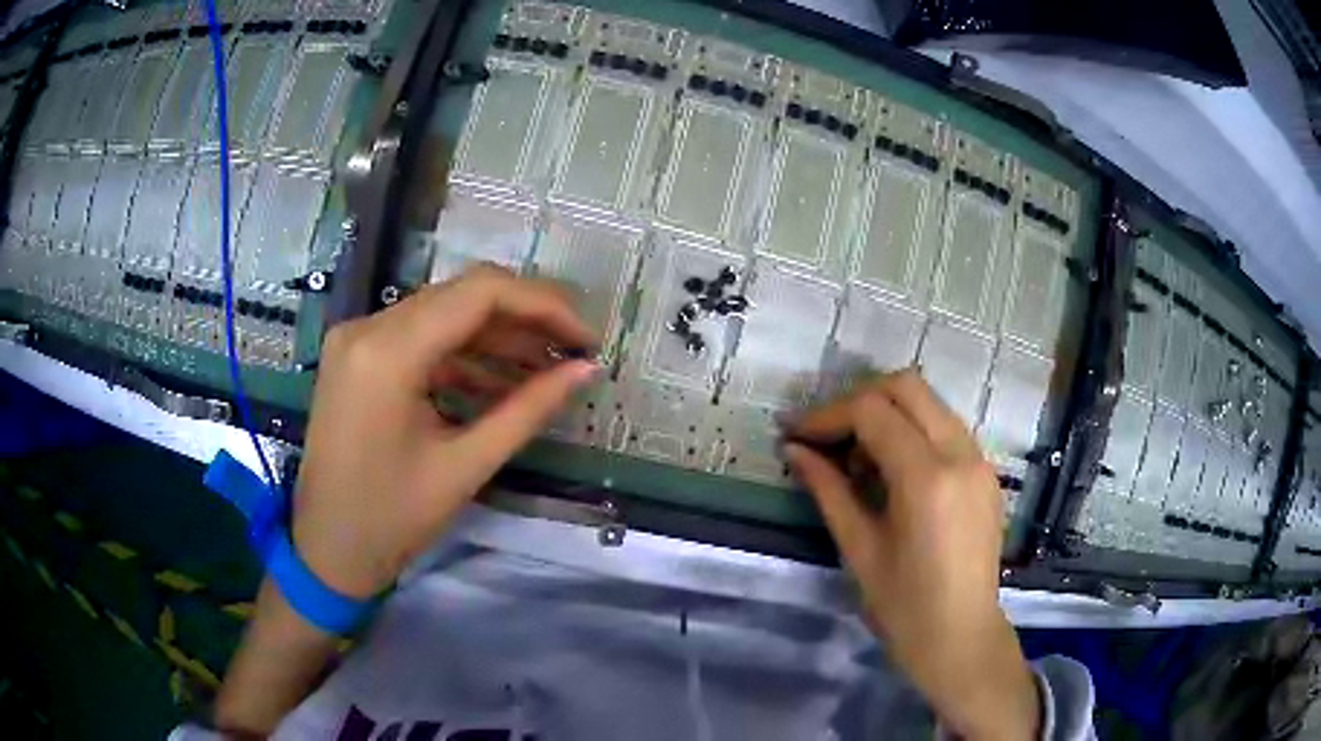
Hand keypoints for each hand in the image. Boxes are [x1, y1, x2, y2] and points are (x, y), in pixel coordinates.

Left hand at [293, 264, 598, 598]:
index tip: (586, 338)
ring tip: (546, 370)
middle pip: (461, 295)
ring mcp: (358, 339)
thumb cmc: (391, 521)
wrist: (325, 551)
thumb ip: (528, 410)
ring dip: (496, 338)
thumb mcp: (465, 466)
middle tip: (572, 352)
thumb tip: (585, 370)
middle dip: (524, 319)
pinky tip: (500, 383)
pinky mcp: (358, 356)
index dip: (543, 306)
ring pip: (443, 314)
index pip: (480, 294)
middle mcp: (367, 327)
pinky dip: (463, 356)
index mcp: (388, 352)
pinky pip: (420, 339)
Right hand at [782, 370, 1038, 739]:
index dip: (826, 415)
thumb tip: (794, 450)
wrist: (961, 638)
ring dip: (887, 413)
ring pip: (929, 402)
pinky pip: (945, 427)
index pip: (872, 411)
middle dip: (858, 400)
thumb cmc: (903, 607)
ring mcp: (979, 460)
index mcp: (927, 478)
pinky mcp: (986, 472)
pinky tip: (892, 469)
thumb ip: (828, 489)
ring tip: (856, 457)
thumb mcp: (858, 548)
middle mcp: (960, 454)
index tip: (795, 434)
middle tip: (826, 435)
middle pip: (906, 386)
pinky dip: (913, 430)